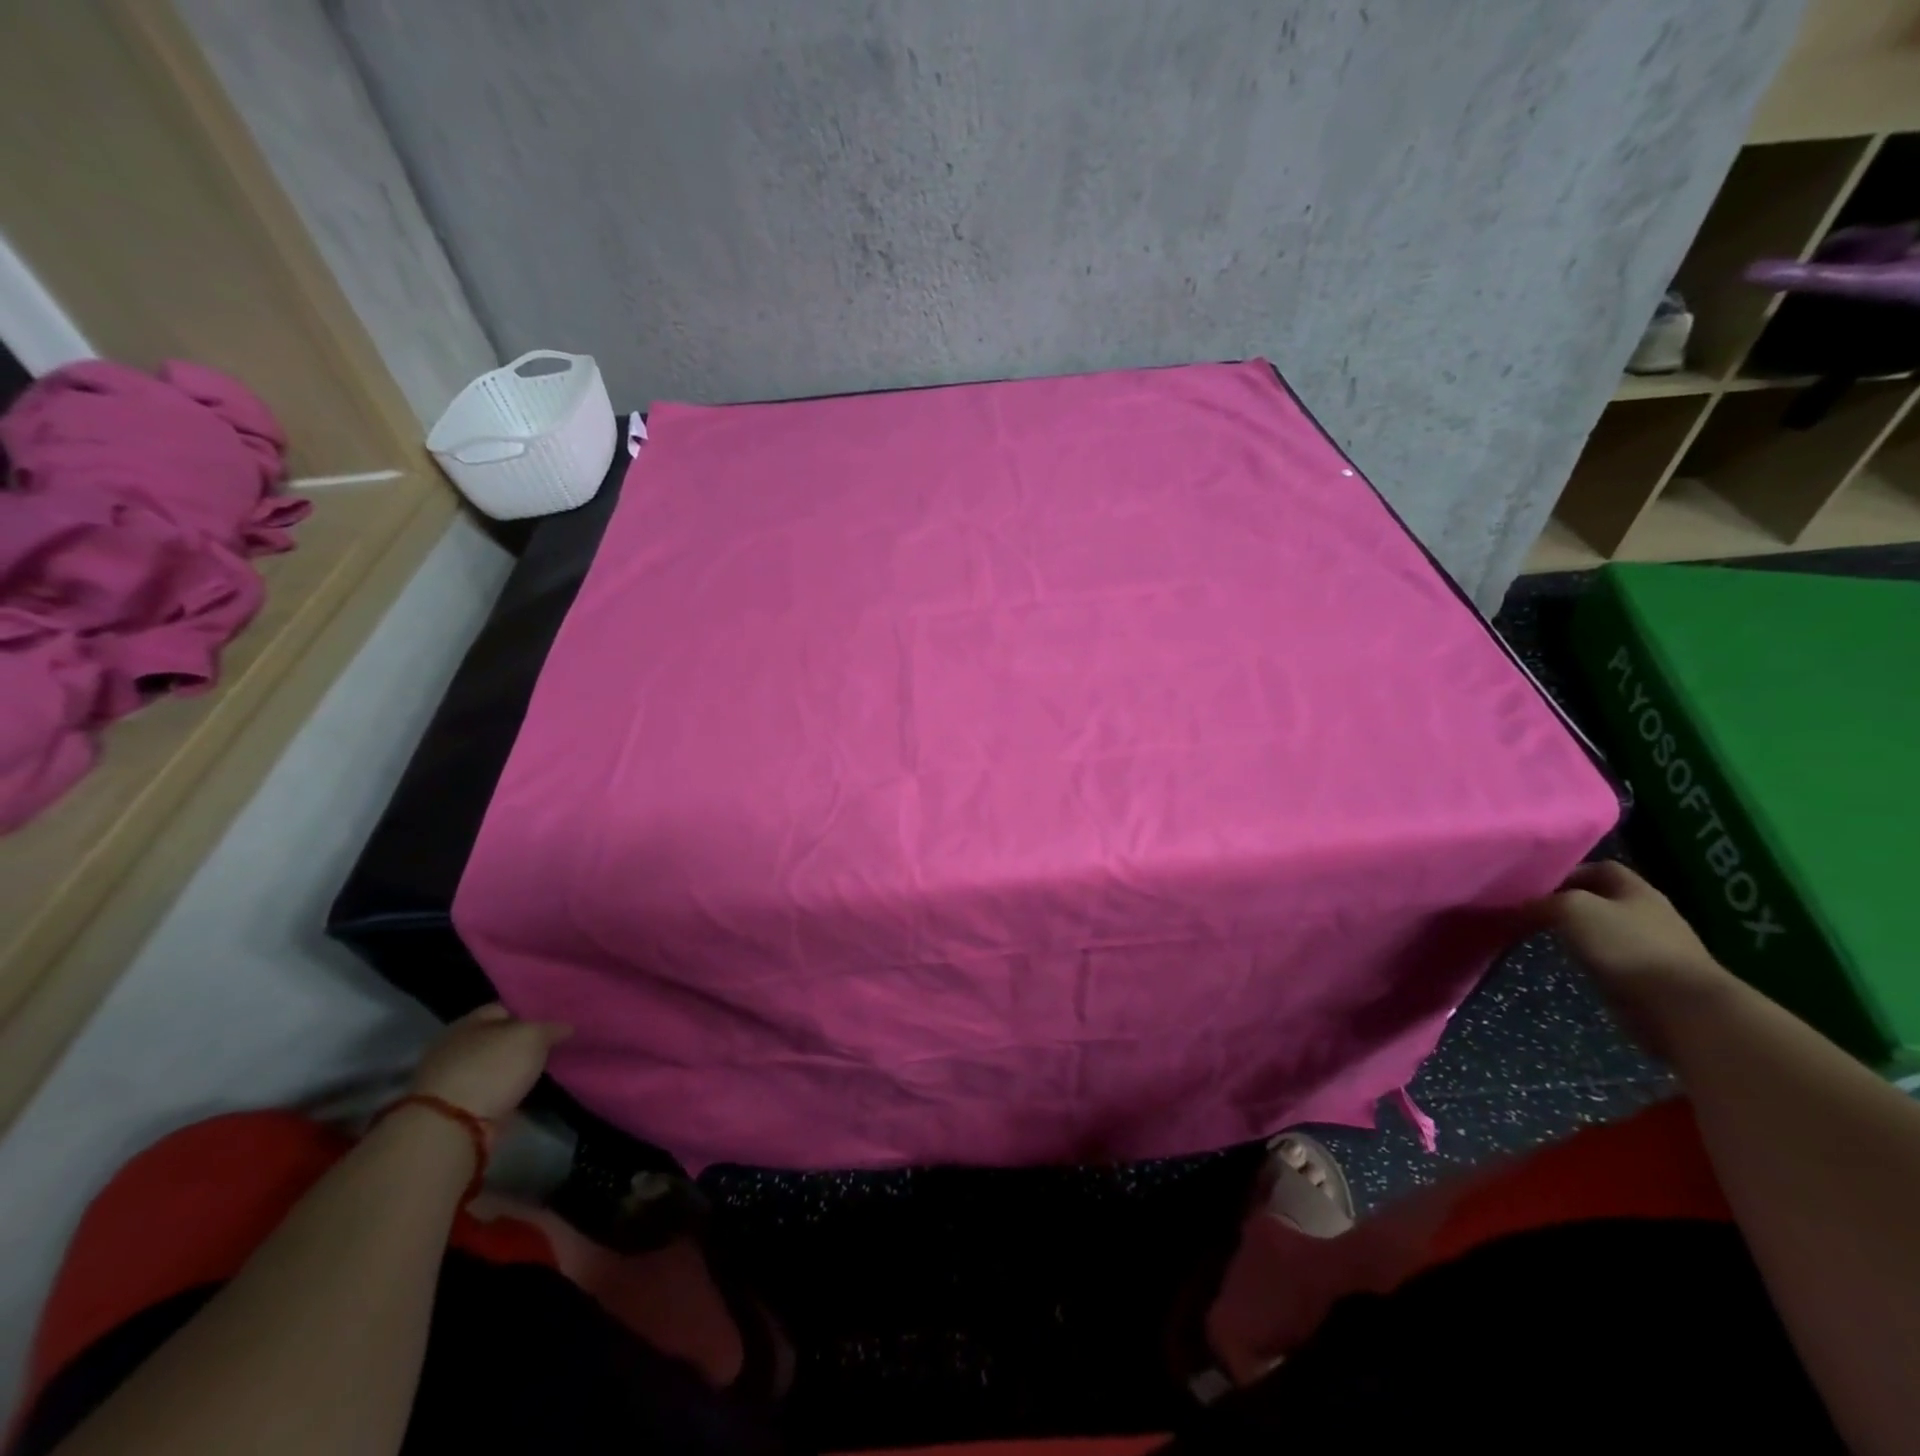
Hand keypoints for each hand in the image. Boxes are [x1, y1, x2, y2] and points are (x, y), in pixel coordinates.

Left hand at [408, 1004, 570, 1122]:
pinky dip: (508, 1090)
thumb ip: (552, 1027)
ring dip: (516, 1068)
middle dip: (525, 1041)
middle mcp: (457, 1047)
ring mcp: (455, 1079)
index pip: (506, 1008)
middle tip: (556, 1045)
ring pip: (497, 1065)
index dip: (532, 1012)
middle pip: (500, 1038)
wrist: (453, 1128)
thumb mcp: (532, 1036)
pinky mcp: (458, 1108)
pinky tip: (529, 1090)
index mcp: (469, 1022)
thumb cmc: (491, 1068)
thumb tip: (567, 1027)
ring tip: (547, 1068)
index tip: (557, 1020)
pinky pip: (493, 1090)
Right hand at [1531, 861, 1730, 1051]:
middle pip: (1602, 899)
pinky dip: (1591, 958)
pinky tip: (1573, 964)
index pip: (1600, 868)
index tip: (1535, 886)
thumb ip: (1541, 903)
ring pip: (1605, 930)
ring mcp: (1654, 947)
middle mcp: (1649, 913)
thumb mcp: (1571, 909)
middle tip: (1533, 912)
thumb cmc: (1625, 945)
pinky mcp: (1652, 978)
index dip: (1567, 872)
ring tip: (1546, 938)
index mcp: (1636, 890)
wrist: (1680, 1007)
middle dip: (1568, 903)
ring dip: (1578, 933)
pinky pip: (1613, 958)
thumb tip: (1519, 908)